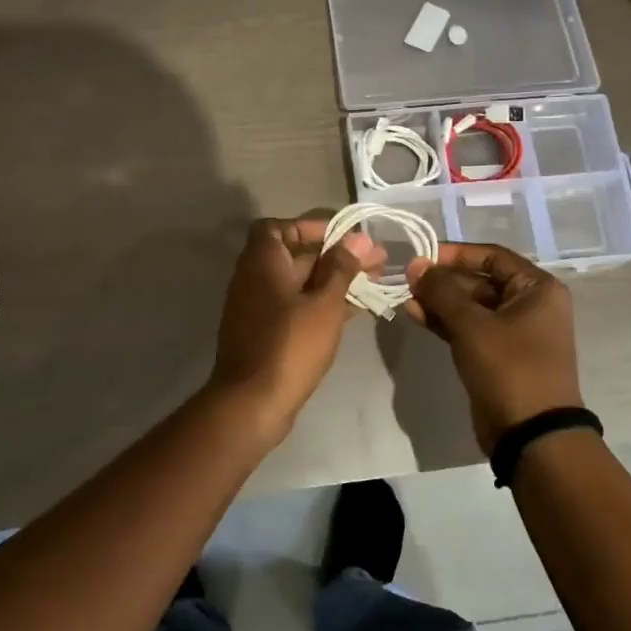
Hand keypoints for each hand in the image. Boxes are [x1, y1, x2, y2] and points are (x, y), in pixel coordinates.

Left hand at [207, 216, 381, 433]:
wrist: (252, 403)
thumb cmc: (290, 344)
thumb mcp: (324, 303)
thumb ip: (341, 268)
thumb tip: (358, 239)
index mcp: (262, 261)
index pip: (280, 227)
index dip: (311, 227)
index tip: (343, 236)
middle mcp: (255, 278)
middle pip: (297, 255)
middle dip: (336, 255)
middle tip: (377, 261)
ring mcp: (260, 308)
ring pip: (301, 284)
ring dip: (334, 280)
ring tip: (375, 282)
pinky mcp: (268, 333)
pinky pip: (298, 306)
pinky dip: (323, 304)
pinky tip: (357, 309)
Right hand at [405, 243, 581, 455]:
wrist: (531, 436)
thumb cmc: (509, 368)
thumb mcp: (472, 325)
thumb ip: (441, 291)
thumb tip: (416, 264)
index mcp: (537, 289)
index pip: (492, 255)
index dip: (456, 253)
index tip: (422, 256)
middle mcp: (530, 305)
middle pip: (480, 280)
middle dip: (443, 280)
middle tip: (407, 280)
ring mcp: (514, 332)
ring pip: (471, 306)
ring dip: (439, 301)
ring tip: (405, 297)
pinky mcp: (497, 356)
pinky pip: (468, 328)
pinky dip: (444, 321)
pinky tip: (415, 315)